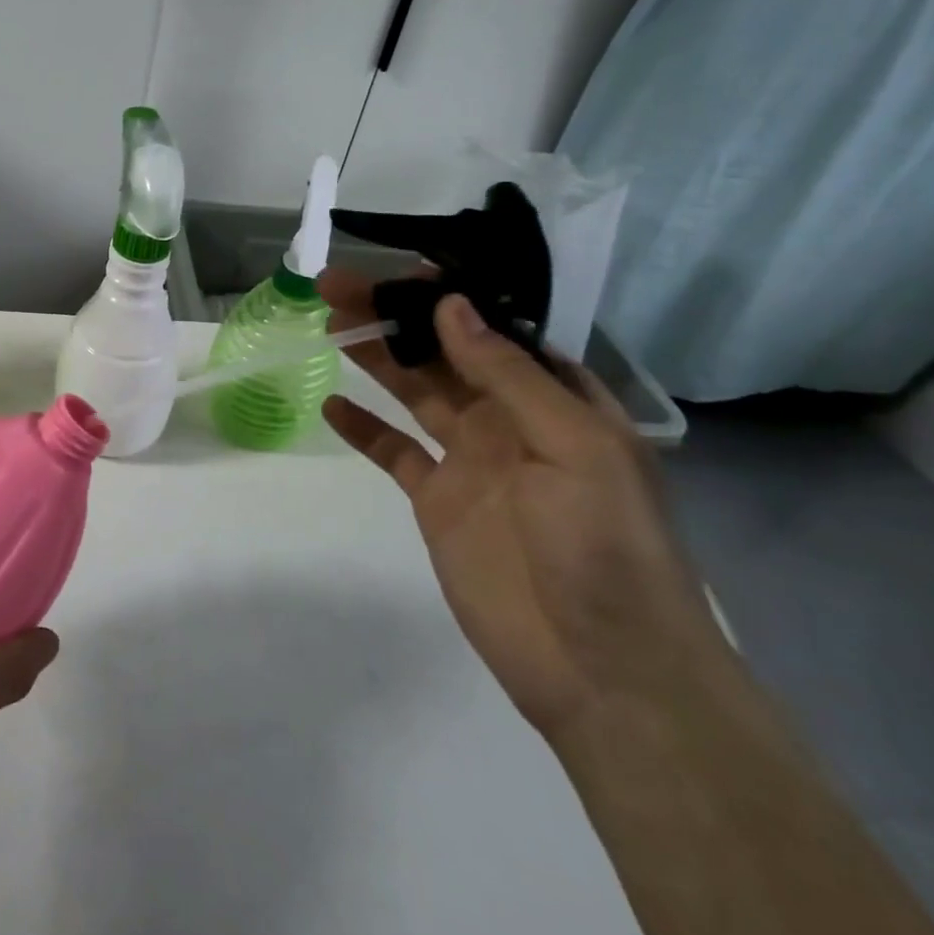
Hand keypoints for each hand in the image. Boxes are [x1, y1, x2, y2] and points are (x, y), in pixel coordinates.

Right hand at [320, 272, 730, 739]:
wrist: (601, 667)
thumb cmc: (606, 546)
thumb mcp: (573, 447)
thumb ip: (508, 376)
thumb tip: (451, 305)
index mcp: (556, 400)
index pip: (496, 329)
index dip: (450, 295)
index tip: (401, 267)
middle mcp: (510, 420)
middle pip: (443, 353)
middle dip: (395, 316)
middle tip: (337, 285)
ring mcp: (470, 460)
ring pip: (414, 392)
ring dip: (374, 356)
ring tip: (328, 322)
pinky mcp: (436, 499)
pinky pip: (393, 451)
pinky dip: (363, 428)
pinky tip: (332, 404)